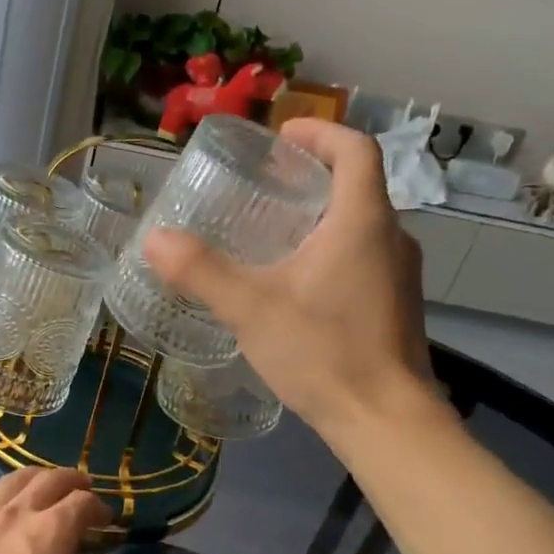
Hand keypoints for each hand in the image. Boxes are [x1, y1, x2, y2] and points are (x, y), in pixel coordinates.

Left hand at [0, 468, 118, 553]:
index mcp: (51, 532)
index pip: (81, 502)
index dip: (98, 506)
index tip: (105, 518)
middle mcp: (14, 518)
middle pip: (46, 480)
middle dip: (69, 479)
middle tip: (81, 487)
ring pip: (8, 486)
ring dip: (32, 481)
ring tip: (41, 489)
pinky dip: (2, 513)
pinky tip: (3, 533)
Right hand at [144, 119, 439, 446]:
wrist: (385, 421)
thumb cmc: (323, 353)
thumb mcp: (251, 309)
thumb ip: (201, 271)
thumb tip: (154, 238)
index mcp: (363, 222)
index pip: (355, 149)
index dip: (320, 132)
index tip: (281, 138)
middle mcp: (391, 238)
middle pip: (356, 185)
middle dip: (310, 176)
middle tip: (261, 186)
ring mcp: (398, 275)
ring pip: (360, 225)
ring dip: (319, 216)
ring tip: (269, 233)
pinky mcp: (394, 306)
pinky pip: (362, 258)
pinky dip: (330, 250)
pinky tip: (293, 284)